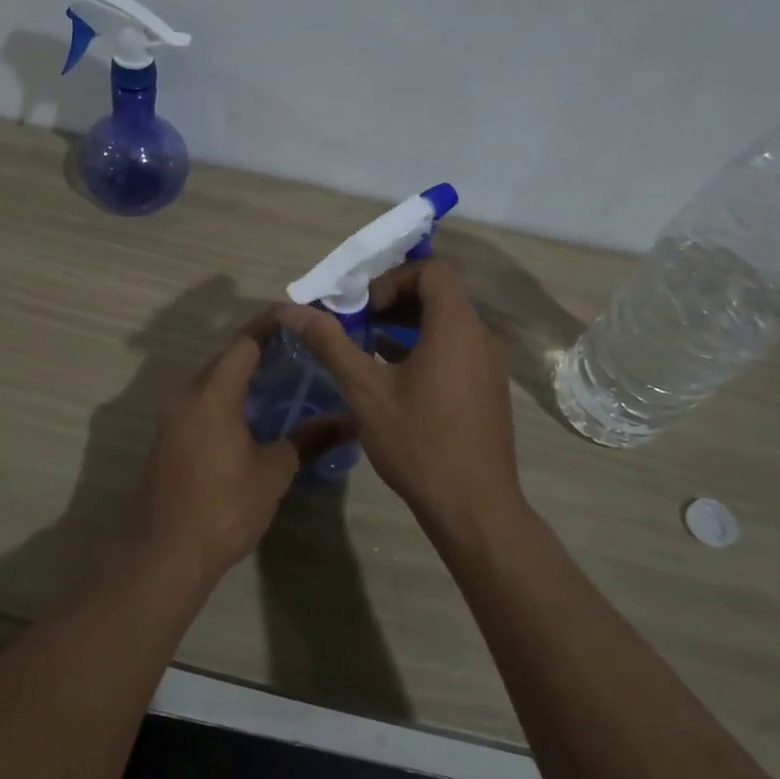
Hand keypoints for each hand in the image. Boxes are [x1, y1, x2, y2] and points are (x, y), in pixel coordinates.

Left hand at [143, 315, 354, 584]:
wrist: (167, 554)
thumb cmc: (224, 506)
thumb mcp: (274, 472)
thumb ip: (307, 439)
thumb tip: (346, 421)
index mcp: (213, 394)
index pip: (244, 343)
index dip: (271, 326)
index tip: (298, 318)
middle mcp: (186, 396)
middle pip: (225, 361)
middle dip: (260, 353)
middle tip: (299, 354)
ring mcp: (171, 419)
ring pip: (211, 384)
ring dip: (242, 379)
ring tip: (282, 384)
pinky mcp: (166, 441)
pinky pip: (200, 406)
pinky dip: (226, 401)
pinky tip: (251, 418)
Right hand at [278, 260, 522, 533]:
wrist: (473, 507)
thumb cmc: (419, 442)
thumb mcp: (365, 391)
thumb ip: (330, 344)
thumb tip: (291, 311)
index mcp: (456, 327)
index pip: (433, 271)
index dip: (394, 279)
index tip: (364, 308)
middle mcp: (480, 338)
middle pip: (440, 294)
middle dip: (395, 300)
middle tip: (358, 323)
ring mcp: (488, 365)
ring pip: (447, 324)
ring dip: (407, 325)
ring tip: (367, 346)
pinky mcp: (487, 389)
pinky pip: (455, 349)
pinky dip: (424, 348)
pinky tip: (391, 374)